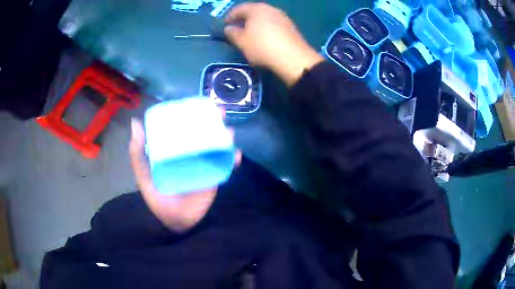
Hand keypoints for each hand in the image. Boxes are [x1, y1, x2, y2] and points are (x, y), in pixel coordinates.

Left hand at [129, 118, 240, 231]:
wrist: (174, 221)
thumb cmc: (157, 198)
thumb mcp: (144, 174)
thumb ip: (137, 153)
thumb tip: (135, 122)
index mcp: (173, 151)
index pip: (184, 128)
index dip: (192, 115)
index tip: (198, 104)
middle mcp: (189, 155)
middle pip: (203, 134)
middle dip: (214, 122)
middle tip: (219, 113)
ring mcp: (203, 166)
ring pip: (216, 147)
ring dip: (225, 138)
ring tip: (228, 133)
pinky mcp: (213, 178)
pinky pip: (225, 166)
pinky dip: (232, 159)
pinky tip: (236, 155)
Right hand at [224, 3, 323, 86]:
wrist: (293, 58)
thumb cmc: (262, 47)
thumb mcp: (241, 42)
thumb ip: (232, 33)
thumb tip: (228, 28)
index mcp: (256, 9)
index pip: (239, 8)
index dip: (230, 16)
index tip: (225, 25)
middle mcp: (270, 9)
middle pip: (253, 11)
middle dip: (243, 18)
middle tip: (237, 27)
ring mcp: (283, 17)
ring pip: (264, 17)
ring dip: (255, 23)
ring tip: (250, 33)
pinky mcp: (291, 27)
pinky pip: (273, 24)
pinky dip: (266, 28)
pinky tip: (264, 37)